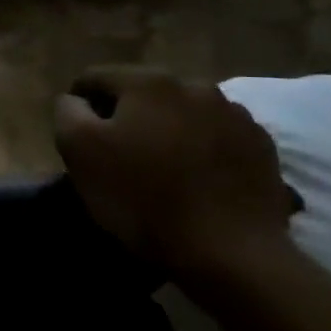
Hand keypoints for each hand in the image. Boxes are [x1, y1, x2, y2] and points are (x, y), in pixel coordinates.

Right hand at [53, 66, 295, 277]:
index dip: (79, 105)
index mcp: (147, 81)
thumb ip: (68, 112)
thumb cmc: (142, 197)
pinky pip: (216, 136)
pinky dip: (201, 149)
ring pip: (181, 113)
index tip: (79, 140)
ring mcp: (235, 114)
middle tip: (119, 156)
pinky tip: (196, 180)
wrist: (230, 253)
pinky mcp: (262, 146)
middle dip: (126, 117)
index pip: (95, 78)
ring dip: (166, 130)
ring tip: (161, 169)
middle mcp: (195, 85)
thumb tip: (76, 100)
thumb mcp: (79, 151)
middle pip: (141, 93)